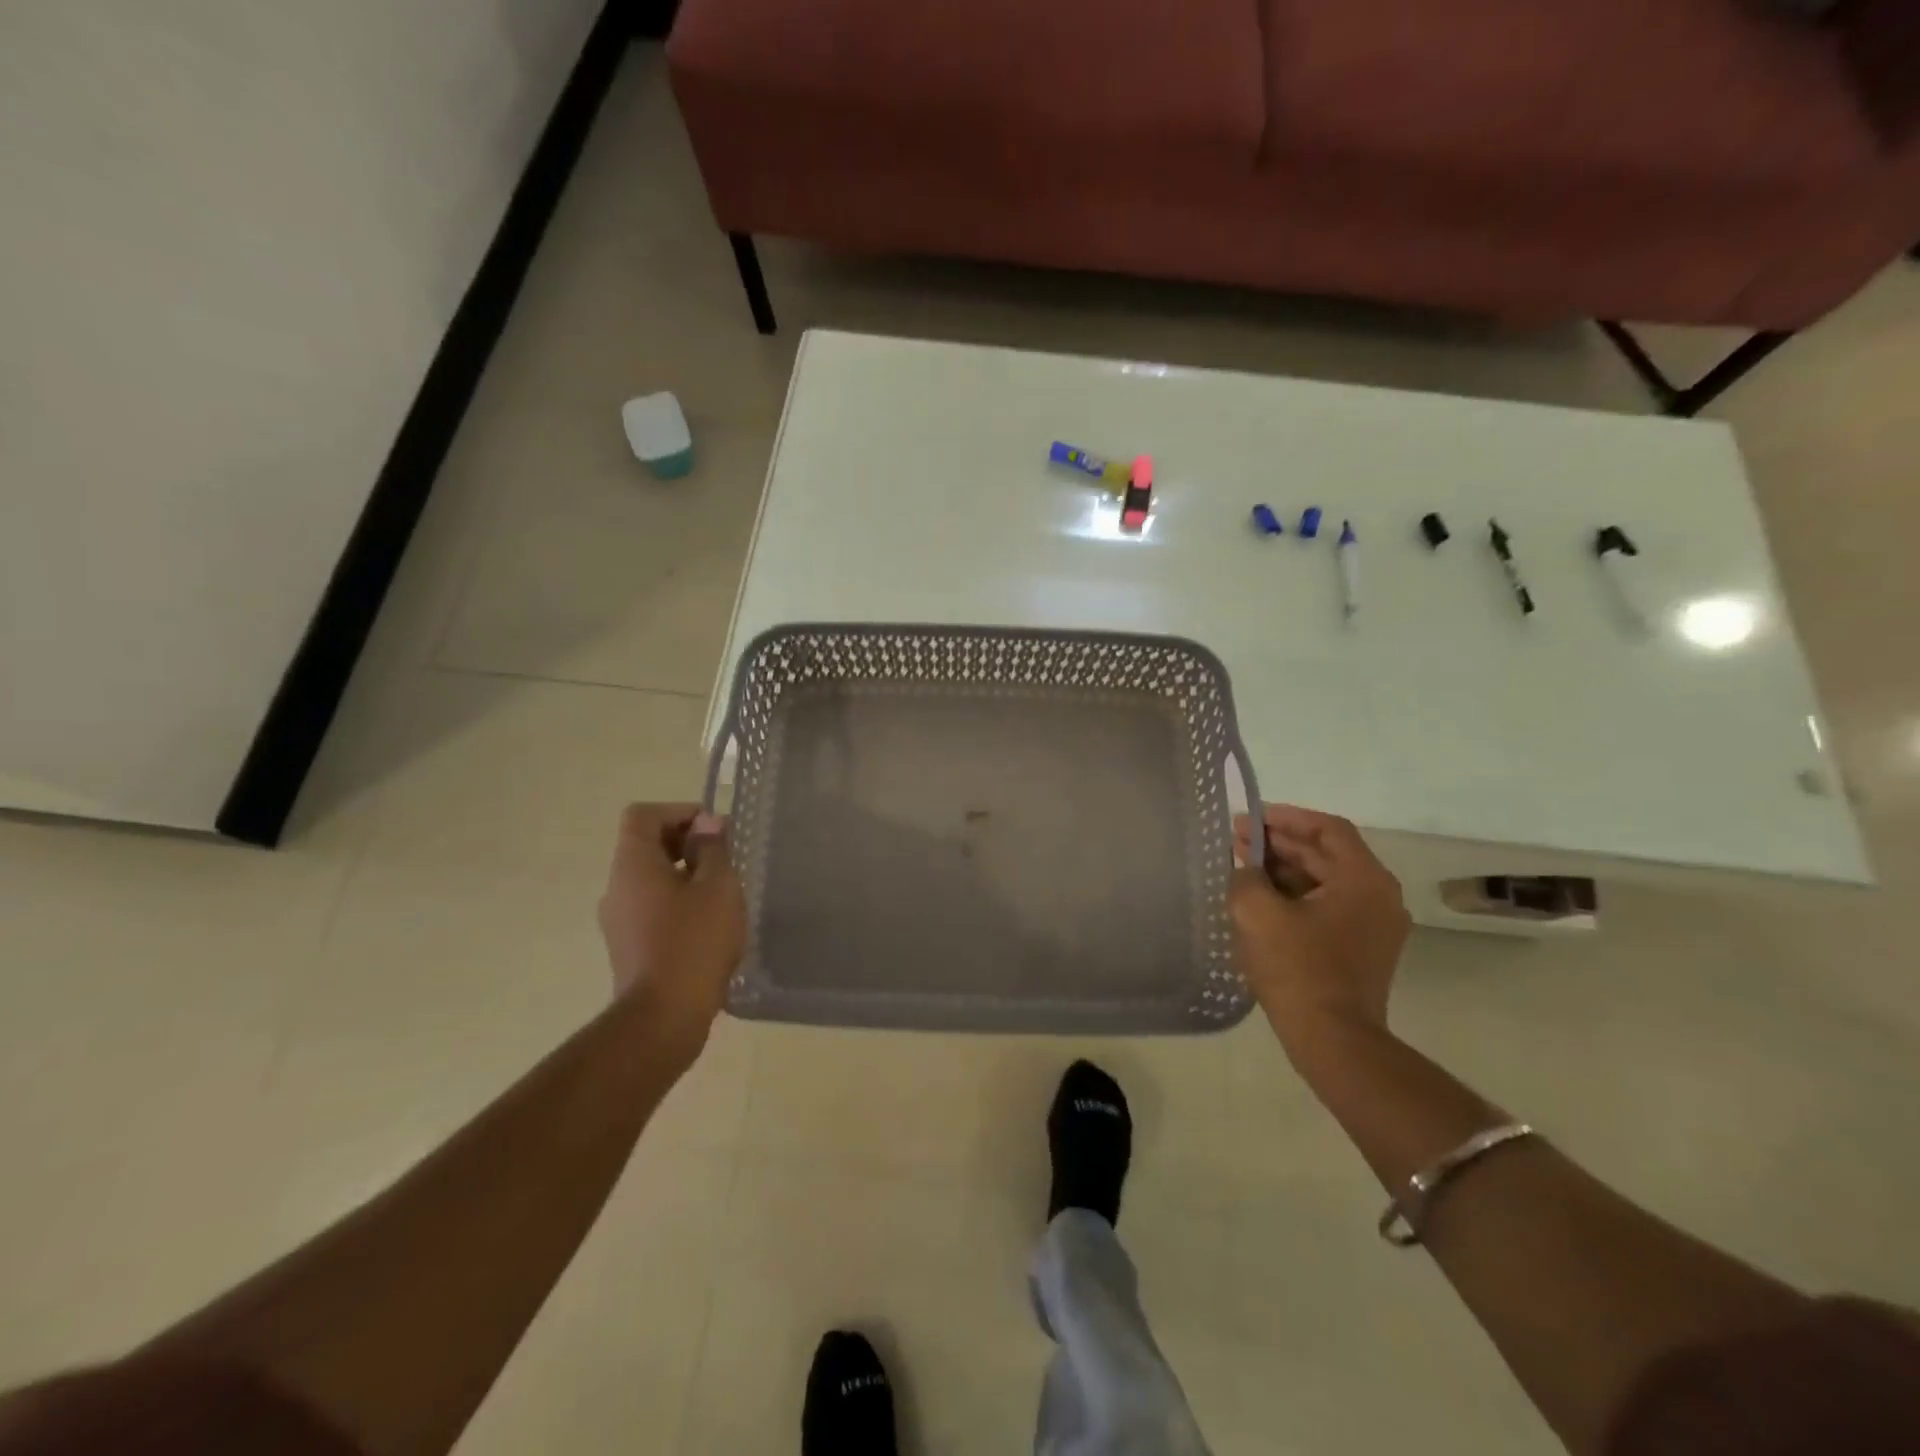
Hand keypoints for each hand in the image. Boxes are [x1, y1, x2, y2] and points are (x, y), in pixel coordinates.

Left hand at [598, 802, 745, 1063]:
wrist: (663, 1018)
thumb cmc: (694, 941)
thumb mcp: (718, 887)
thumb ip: (713, 849)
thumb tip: (707, 824)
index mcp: (633, 864)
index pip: (643, 815)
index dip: (679, 812)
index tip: (713, 832)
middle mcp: (617, 887)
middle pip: (646, 846)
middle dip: (686, 844)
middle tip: (725, 861)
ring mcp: (618, 920)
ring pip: (651, 880)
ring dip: (685, 876)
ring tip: (722, 895)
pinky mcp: (628, 948)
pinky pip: (652, 909)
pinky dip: (678, 904)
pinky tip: (709, 927)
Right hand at [1229, 806, 1409, 1059]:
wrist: (1333, 1041)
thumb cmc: (1297, 969)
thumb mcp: (1257, 912)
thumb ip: (1246, 875)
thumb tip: (1246, 866)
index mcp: (1364, 880)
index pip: (1327, 829)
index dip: (1286, 818)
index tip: (1250, 818)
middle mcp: (1380, 896)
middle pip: (1327, 854)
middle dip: (1280, 844)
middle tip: (1237, 842)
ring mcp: (1375, 926)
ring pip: (1326, 881)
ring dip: (1285, 871)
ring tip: (1244, 870)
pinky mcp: (1363, 949)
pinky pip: (1328, 906)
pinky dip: (1296, 896)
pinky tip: (1262, 902)